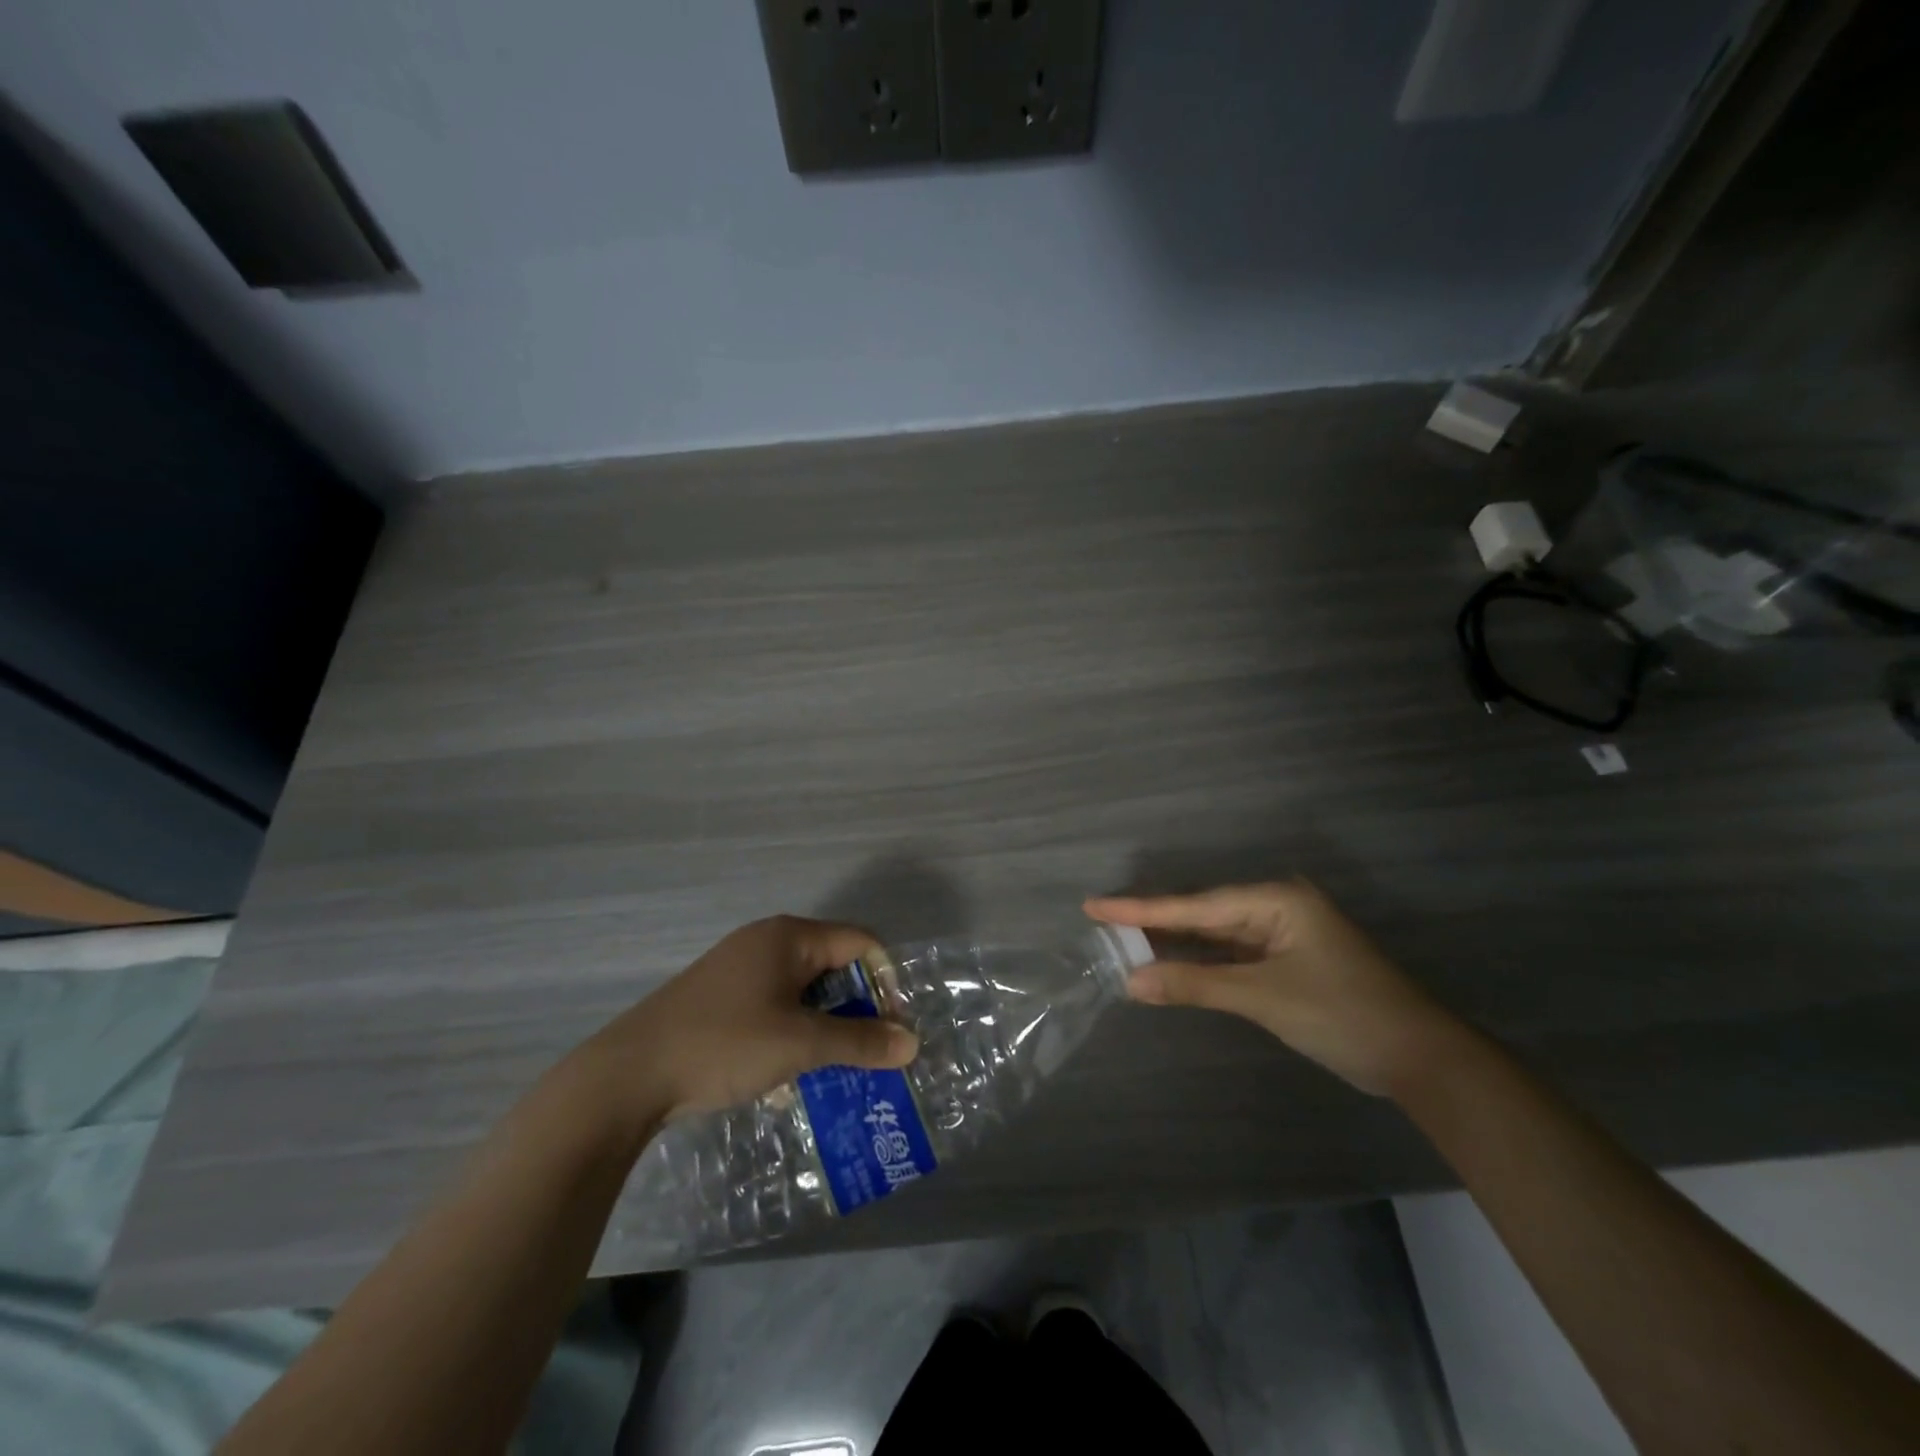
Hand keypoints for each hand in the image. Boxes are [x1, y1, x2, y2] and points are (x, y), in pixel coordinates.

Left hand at [571, 915, 919, 1130]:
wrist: (627, 1076)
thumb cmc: (723, 1044)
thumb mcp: (800, 1045)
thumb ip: (860, 1042)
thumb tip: (912, 1043)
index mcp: (790, 936)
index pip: (860, 942)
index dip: (885, 980)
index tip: (892, 1027)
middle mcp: (767, 942)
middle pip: (833, 964)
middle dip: (856, 1009)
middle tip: (869, 1052)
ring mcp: (740, 969)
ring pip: (804, 991)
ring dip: (825, 1027)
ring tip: (836, 1069)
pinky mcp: (721, 998)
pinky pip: (776, 1007)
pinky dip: (793, 1033)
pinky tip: (788, 1077)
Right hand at [1085, 881, 1458, 1095]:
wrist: (1421, 1059)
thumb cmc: (1343, 1015)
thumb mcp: (1263, 998)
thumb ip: (1195, 985)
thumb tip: (1131, 981)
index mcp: (1276, 899)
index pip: (1194, 905)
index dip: (1140, 908)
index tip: (1094, 905)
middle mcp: (1277, 906)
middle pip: (1202, 914)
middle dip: (1153, 922)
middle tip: (1101, 922)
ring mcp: (1284, 934)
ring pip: (1215, 935)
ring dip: (1175, 943)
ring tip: (1123, 940)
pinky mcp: (1287, 961)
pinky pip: (1231, 954)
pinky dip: (1200, 962)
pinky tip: (1169, 962)